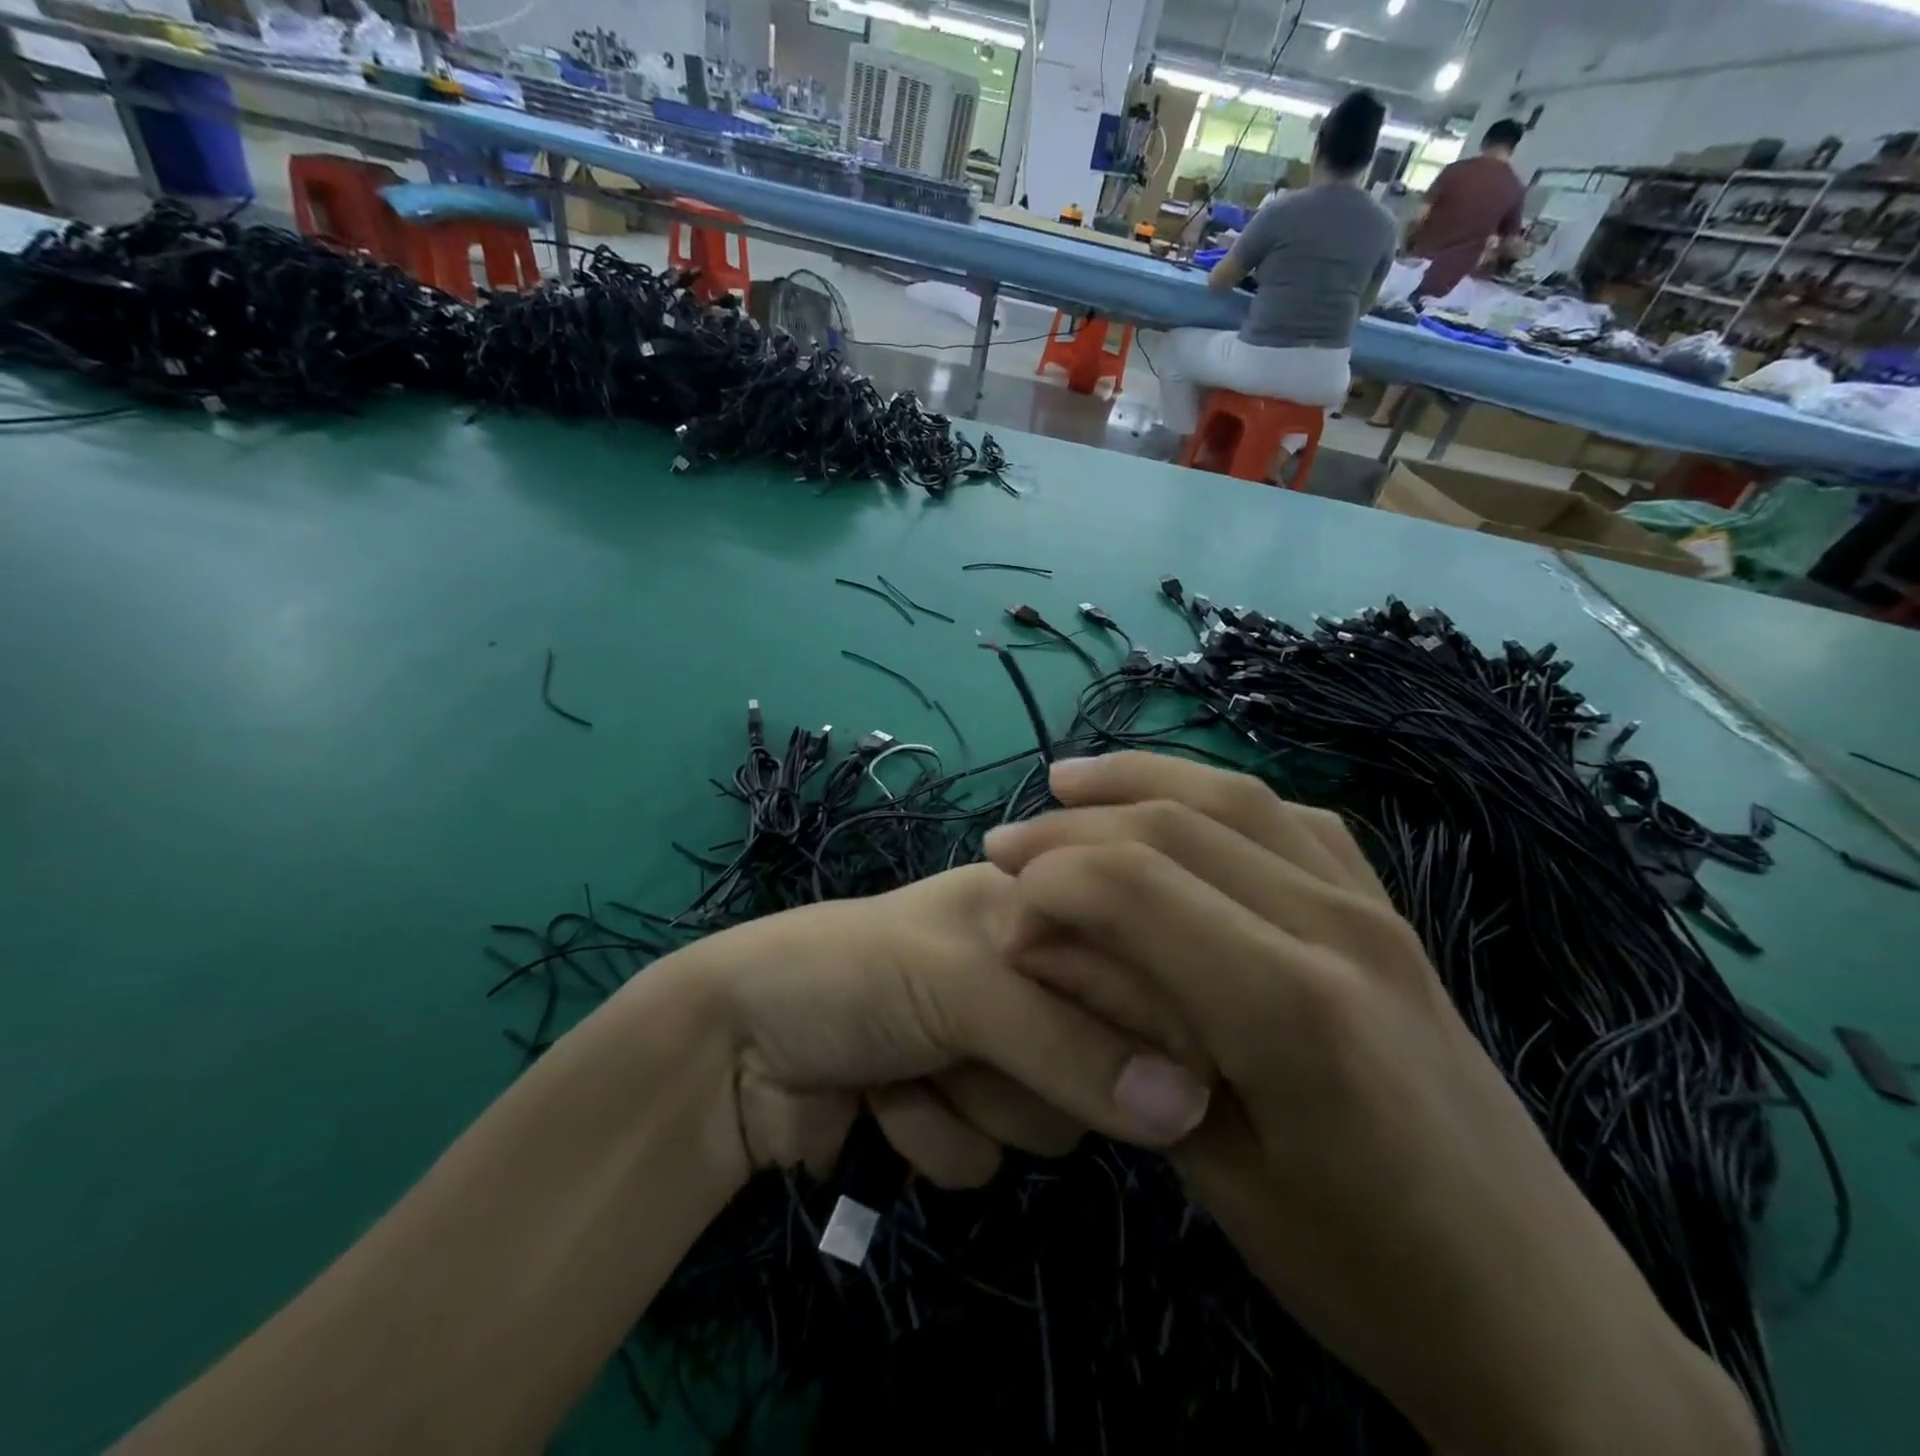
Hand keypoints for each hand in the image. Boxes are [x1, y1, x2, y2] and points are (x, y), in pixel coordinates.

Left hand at [668, 863, 1212, 1192]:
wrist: (730, 1049)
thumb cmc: (845, 975)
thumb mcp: (957, 986)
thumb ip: (1069, 1042)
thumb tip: (1190, 1109)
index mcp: (1032, 910)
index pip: (1132, 966)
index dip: (1134, 1018)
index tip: (1120, 1056)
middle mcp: (1023, 974)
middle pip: (1101, 1059)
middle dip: (1021, 1066)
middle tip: (955, 1036)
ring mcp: (990, 1047)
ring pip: (1049, 1122)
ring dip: (967, 1104)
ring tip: (904, 1060)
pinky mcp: (955, 1111)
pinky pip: (989, 1159)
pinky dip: (931, 1137)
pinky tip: (879, 1098)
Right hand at [981, 753, 1759, 1455]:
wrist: (1540, 1315)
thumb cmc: (1364, 1272)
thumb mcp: (1217, 1172)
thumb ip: (1129, 1036)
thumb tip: (1048, 946)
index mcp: (1290, 1009)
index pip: (1134, 885)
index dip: (1049, 883)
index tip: (1005, 919)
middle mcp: (1336, 928)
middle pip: (1176, 824)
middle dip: (1073, 824)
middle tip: (1006, 844)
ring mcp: (1376, 910)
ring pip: (1234, 798)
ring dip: (1140, 779)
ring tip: (1069, 783)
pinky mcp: (1393, 914)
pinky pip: (1293, 820)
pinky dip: (1217, 797)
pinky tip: (1179, 808)